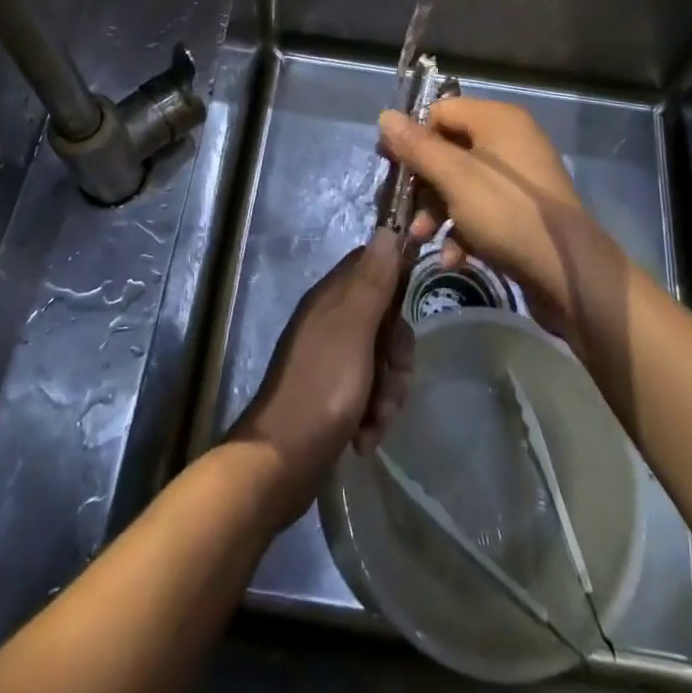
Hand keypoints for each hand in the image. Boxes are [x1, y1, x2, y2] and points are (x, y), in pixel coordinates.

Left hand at [230, 229, 413, 526]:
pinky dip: (373, 414)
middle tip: (394, 376)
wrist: (280, 464)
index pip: (372, 264)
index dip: (397, 280)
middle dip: (397, 351)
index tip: (412, 306)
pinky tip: (366, 436)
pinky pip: (369, 392)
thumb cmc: (321, 388)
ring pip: (381, 359)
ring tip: (377, 419)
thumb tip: (386, 228)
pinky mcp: (334, 396)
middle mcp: (331, 322)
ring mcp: (331, 360)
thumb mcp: (354, 329)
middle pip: (384, 317)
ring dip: (388, 390)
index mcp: (332, 298)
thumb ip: (372, 281)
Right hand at [377, 97, 618, 331]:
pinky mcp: (523, 212)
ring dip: (437, 211)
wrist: (570, 276)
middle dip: (423, 183)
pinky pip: (482, 210)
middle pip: (449, 149)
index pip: (442, 112)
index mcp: (497, 120)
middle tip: (402, 208)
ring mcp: (518, 179)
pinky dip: (463, 230)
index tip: (391, 167)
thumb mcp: (455, 178)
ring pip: (461, 184)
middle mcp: (510, 141)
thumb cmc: (508, 214)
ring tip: (421, 238)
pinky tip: (452, 257)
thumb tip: (384, 116)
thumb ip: (417, 147)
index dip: (413, 137)